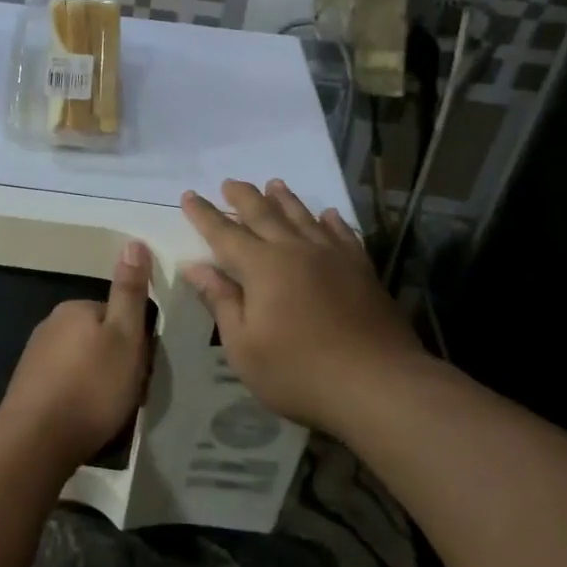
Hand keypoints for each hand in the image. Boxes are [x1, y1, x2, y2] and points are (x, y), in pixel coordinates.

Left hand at [0, 241, 153, 468]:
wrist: (37, 439)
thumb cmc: (91, 386)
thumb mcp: (125, 336)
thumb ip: (129, 292)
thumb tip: (134, 242)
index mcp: (75, 308)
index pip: (116, 314)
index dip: (135, 340)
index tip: (142, 366)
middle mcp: (51, 325)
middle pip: (98, 337)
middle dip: (115, 360)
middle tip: (128, 390)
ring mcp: (35, 356)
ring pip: (82, 361)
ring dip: (97, 379)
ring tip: (109, 409)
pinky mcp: (28, 386)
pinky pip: (64, 382)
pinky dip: (78, 395)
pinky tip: (85, 417)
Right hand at [181, 181, 423, 433]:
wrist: (378, 384)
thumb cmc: (298, 371)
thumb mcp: (244, 346)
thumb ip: (221, 301)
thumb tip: (194, 267)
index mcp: (262, 266)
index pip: (224, 233)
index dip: (204, 214)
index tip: (188, 196)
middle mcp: (296, 250)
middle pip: (264, 214)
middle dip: (243, 197)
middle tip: (229, 183)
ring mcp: (333, 257)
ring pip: (303, 216)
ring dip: (285, 199)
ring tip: (274, 184)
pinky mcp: (361, 269)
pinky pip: (342, 233)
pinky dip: (331, 221)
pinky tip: (328, 215)